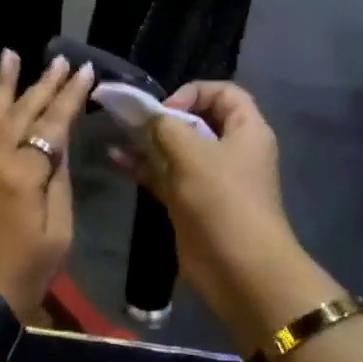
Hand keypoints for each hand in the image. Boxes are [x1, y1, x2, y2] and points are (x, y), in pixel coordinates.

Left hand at [0, 50, 94, 320]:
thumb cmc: (24, 272)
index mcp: (24, 172)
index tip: (84, 71)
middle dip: (43, 84)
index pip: (52, 123)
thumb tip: (58, 148)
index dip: (70, 96)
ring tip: (11, 55)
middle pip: (21, 111)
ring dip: (1, 85)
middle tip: (60, 61)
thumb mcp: (58, 232)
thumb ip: (58, 183)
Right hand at [111, 82, 307, 338]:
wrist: (239, 268)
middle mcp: (230, 150)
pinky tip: (116, 159)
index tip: (165, 109)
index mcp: (246, 130)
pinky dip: (143, 167)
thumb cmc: (222, 200)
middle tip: (131, 119)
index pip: (223, 93)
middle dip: (162, 117)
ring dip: (147, 141)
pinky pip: (164, 176)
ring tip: (117, 133)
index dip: (193, 92)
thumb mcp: (193, 153)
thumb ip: (165, 127)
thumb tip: (149, 115)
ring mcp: (210, 179)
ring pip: (176, 149)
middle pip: (196, 120)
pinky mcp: (191, 203)